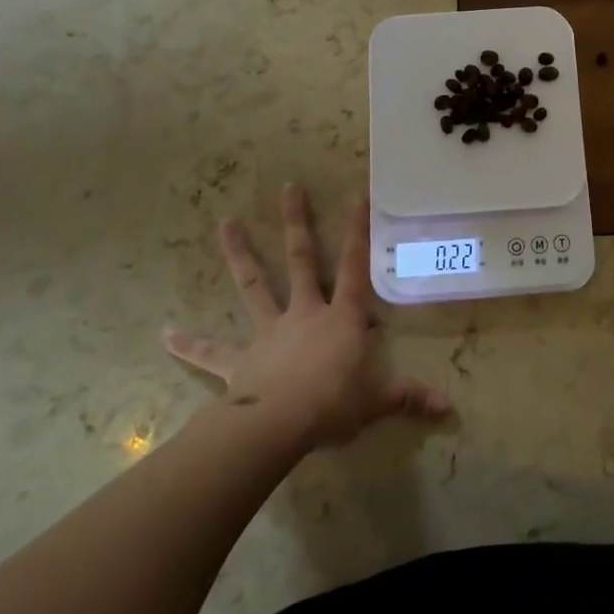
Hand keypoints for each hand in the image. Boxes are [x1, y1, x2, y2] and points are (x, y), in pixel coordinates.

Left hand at [164, 184, 450, 450]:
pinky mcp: (239, 360)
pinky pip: (211, 352)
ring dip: (240, 254)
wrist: (278, 426)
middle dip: (297, 223)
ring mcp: (268, 333)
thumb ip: (409, 398)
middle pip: (300, 261)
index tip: (357, 194)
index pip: (354, 267)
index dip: (358, 231)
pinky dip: (188, 344)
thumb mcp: (377, 401)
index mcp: (340, 319)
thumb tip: (449, 407)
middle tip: (287, 186)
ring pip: (254, 286)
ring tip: (226, 222)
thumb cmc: (333, 405)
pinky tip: (164, 333)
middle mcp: (304, 314)